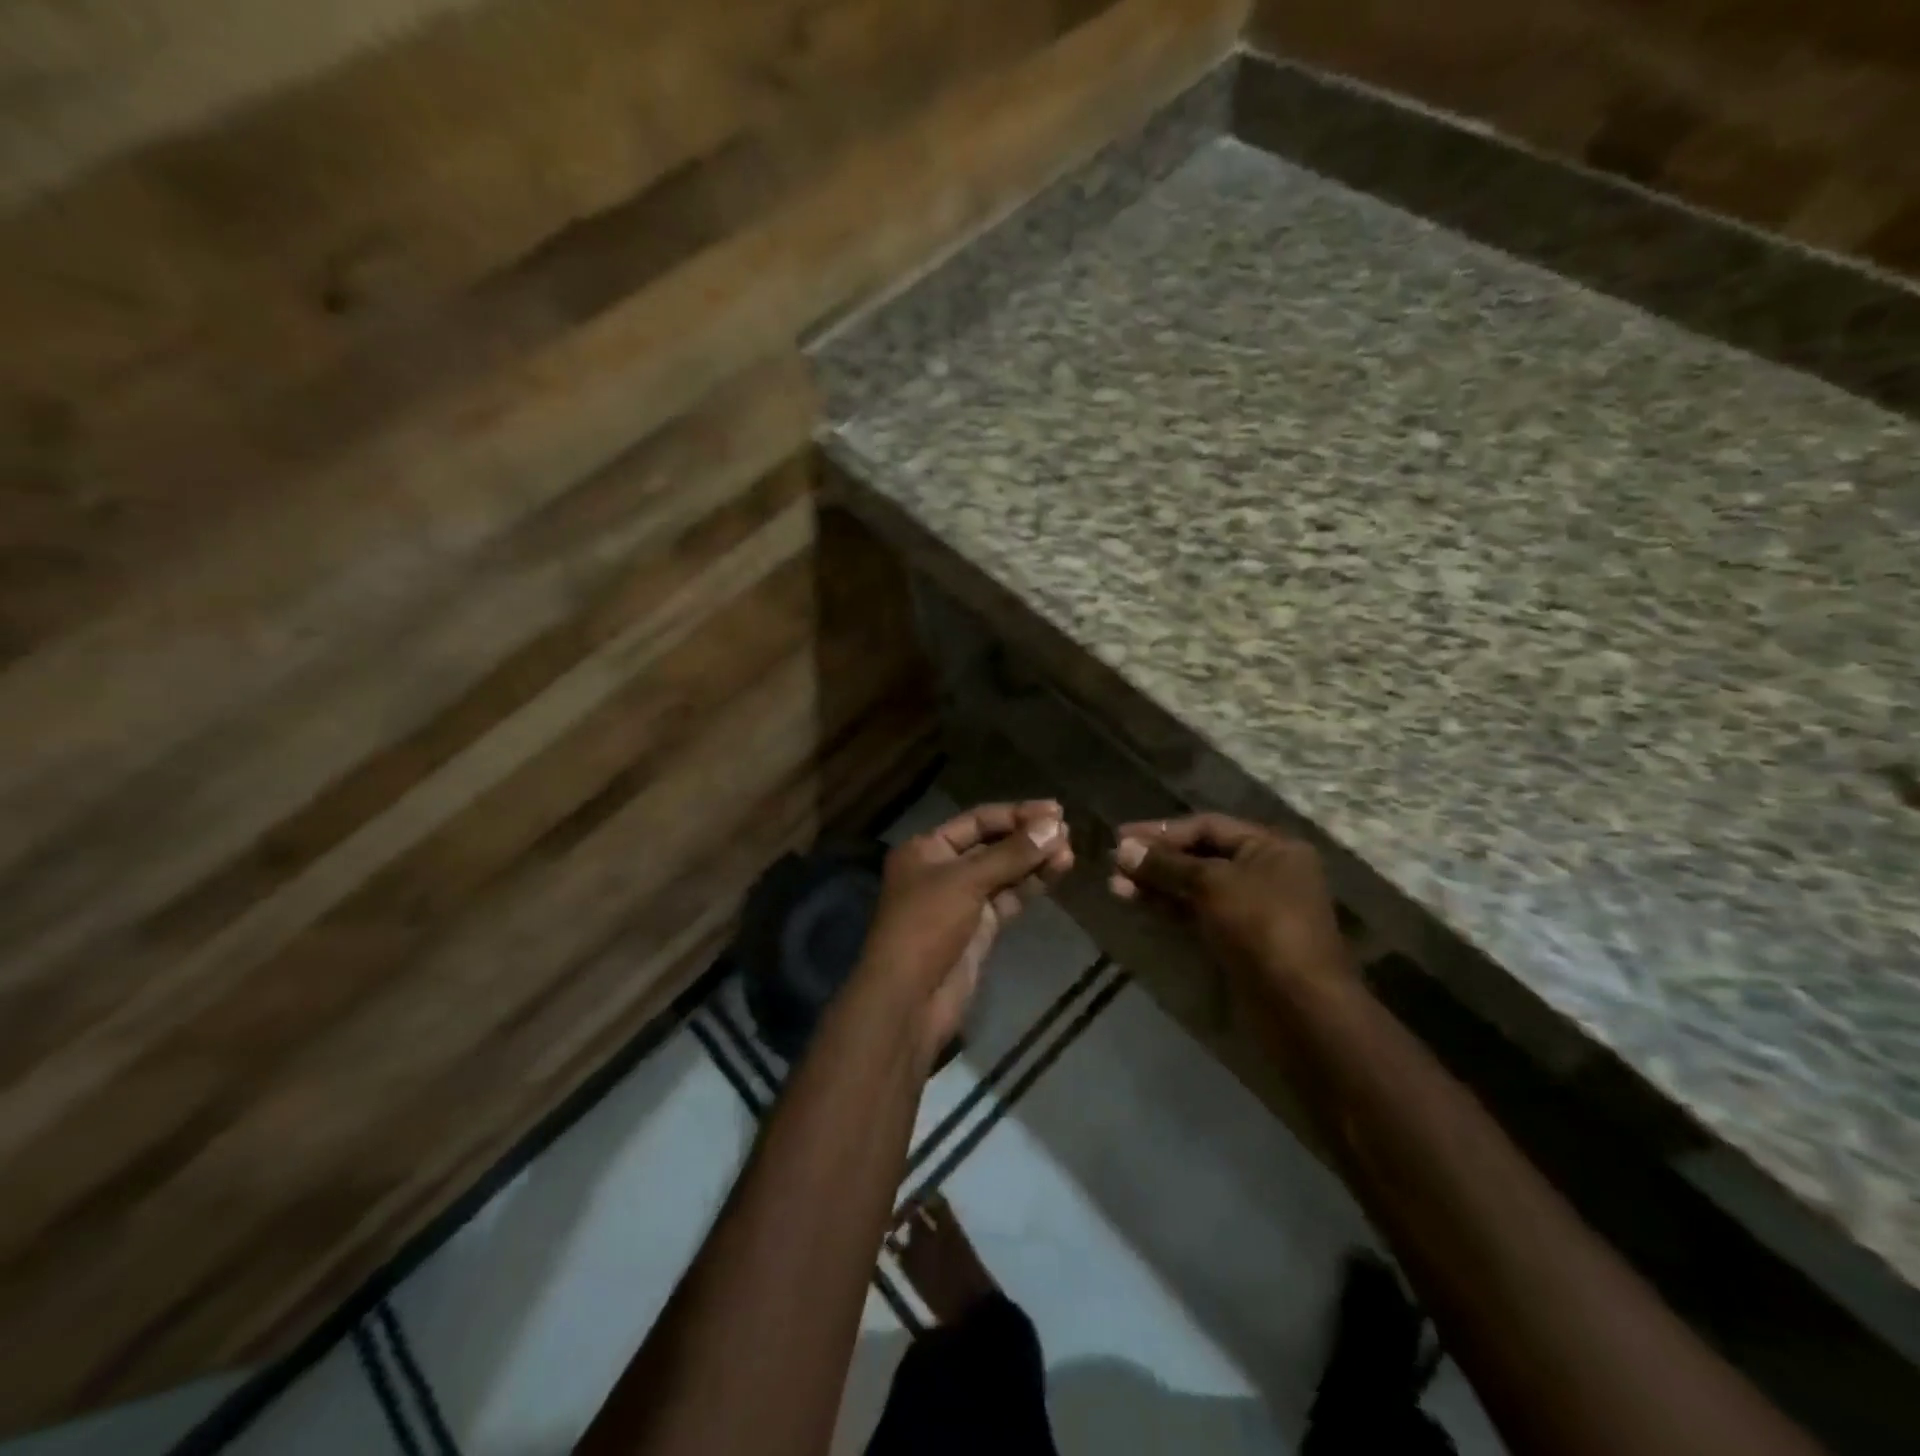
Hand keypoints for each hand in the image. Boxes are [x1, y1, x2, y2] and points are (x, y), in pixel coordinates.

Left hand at [861, 801, 1073, 1065]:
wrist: (909, 999)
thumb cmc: (927, 926)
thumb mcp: (966, 881)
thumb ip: (1012, 854)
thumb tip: (1054, 826)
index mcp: (927, 848)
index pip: (977, 820)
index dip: (1016, 813)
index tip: (1055, 809)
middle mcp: (943, 869)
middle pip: (992, 844)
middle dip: (1028, 837)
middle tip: (1067, 831)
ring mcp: (962, 900)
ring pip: (1004, 872)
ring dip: (1034, 861)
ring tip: (1070, 852)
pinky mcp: (979, 927)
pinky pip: (1008, 897)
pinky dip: (1030, 885)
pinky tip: (1056, 872)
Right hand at [1109, 813, 1352, 998]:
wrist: (1299, 1006)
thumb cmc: (1261, 927)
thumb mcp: (1211, 884)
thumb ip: (1165, 864)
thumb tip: (1122, 849)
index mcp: (1271, 847)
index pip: (1208, 825)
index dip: (1163, 830)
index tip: (1121, 837)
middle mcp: (1265, 872)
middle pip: (1201, 855)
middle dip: (1156, 859)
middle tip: (1114, 863)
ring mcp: (1253, 908)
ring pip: (1196, 886)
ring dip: (1157, 884)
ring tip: (1115, 886)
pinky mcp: (1240, 939)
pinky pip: (1199, 913)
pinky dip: (1170, 906)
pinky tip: (1138, 903)